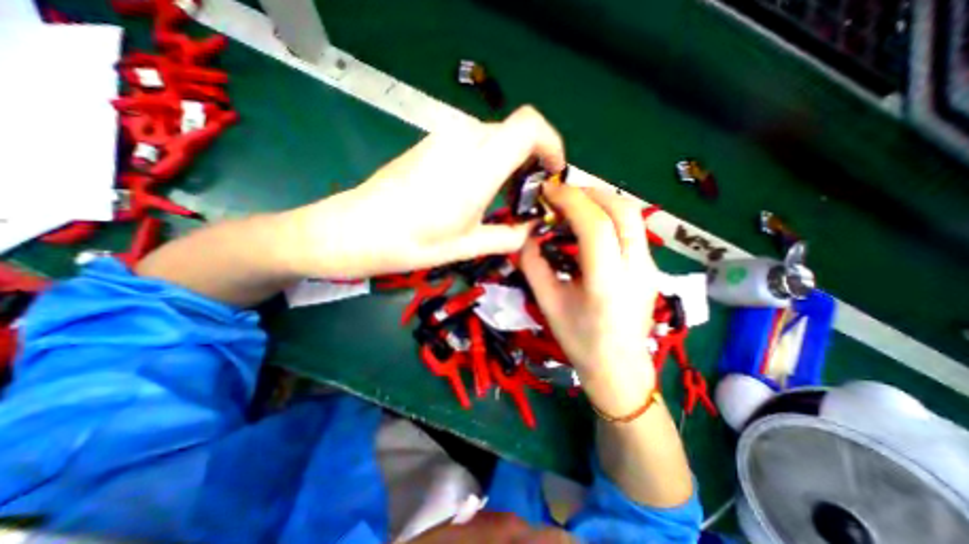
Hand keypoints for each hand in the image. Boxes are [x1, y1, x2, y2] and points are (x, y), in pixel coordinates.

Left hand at [284, 105, 564, 278]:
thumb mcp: (466, 246)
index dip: (551, 143)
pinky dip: (488, 160)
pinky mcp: (431, 142)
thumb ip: (507, 237)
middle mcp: (463, 141)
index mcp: (477, 168)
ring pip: (495, 137)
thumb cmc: (412, 242)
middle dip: (531, 159)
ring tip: (503, 197)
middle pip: (515, 132)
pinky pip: (473, 142)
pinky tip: (476, 189)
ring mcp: (444, 137)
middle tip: (528, 195)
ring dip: (509, 162)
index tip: (553, 172)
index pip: (529, 126)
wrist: (356, 229)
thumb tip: (530, 229)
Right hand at [524, 184, 657, 412]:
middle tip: (560, 196)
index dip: (571, 201)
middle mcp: (636, 268)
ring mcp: (649, 265)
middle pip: (622, 210)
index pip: (596, 225)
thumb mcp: (548, 304)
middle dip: (589, 193)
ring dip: (601, 201)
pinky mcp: (650, 266)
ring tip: (573, 206)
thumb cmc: (580, 341)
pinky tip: (589, 225)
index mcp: (607, 282)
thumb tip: (526, 236)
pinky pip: (632, 227)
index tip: (548, 192)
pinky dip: (609, 214)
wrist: (619, 367)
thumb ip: (534, 266)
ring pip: (632, 215)